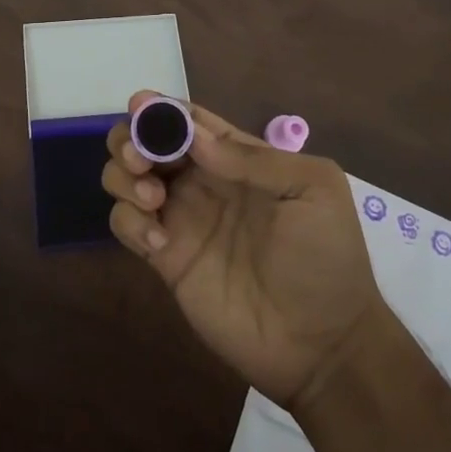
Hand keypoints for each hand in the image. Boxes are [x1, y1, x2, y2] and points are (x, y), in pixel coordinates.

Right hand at [104, 93, 386, 409]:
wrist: (323, 345)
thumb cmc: (326, 257)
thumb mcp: (311, 189)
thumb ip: (253, 158)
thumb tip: (194, 135)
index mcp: (236, 158)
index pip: (188, 120)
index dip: (161, 108)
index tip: (141, 107)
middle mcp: (201, 181)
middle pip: (147, 141)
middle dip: (131, 138)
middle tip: (140, 159)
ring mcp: (181, 220)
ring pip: (126, 177)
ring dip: (124, 177)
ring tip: (153, 200)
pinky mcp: (166, 259)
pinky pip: (126, 224)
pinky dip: (129, 222)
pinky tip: (159, 244)